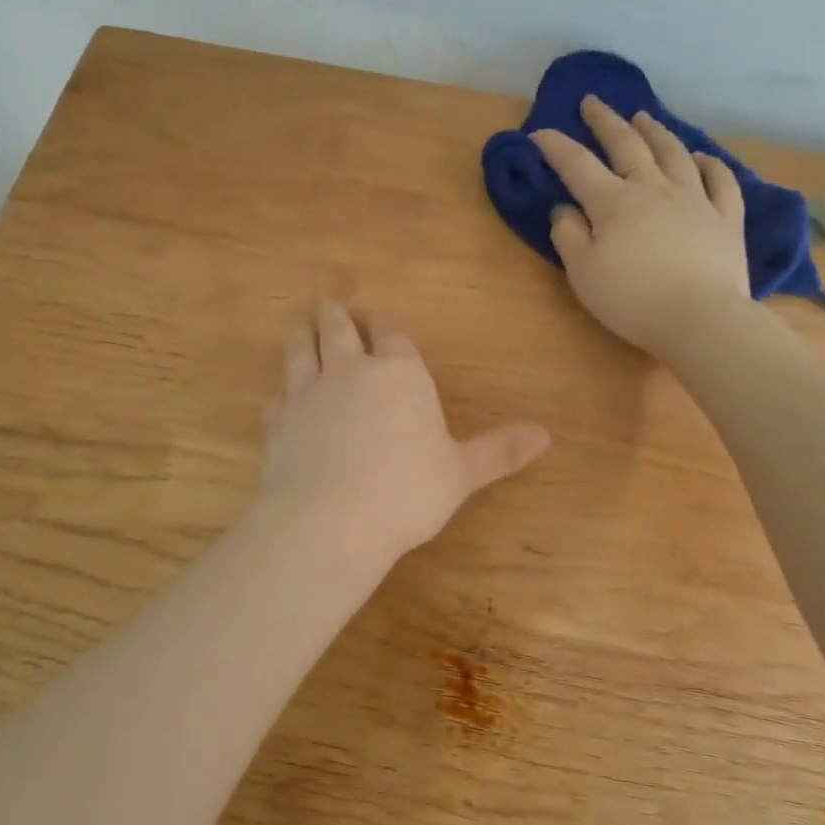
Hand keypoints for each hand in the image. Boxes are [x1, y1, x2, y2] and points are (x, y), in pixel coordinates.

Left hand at [258, 301, 550, 565]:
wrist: (331, 521)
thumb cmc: (407, 492)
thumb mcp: (462, 473)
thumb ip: (500, 451)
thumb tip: (547, 435)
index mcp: (399, 375)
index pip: (392, 334)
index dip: (386, 324)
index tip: (379, 318)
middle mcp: (351, 372)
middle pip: (340, 330)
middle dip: (337, 315)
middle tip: (330, 304)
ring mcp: (308, 395)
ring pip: (301, 352)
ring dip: (302, 335)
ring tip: (300, 325)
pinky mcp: (278, 423)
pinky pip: (278, 400)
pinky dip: (281, 396)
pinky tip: (280, 402)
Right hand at [534, 96, 752, 353]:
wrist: (701, 318)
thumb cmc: (633, 300)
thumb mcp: (584, 274)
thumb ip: (569, 237)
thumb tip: (564, 209)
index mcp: (614, 203)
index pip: (577, 165)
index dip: (556, 146)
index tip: (539, 132)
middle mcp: (653, 189)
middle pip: (627, 145)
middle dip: (605, 121)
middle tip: (593, 102)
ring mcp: (695, 199)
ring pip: (673, 153)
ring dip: (655, 131)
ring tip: (643, 117)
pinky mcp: (725, 218)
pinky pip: (720, 180)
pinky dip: (709, 163)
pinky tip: (701, 156)